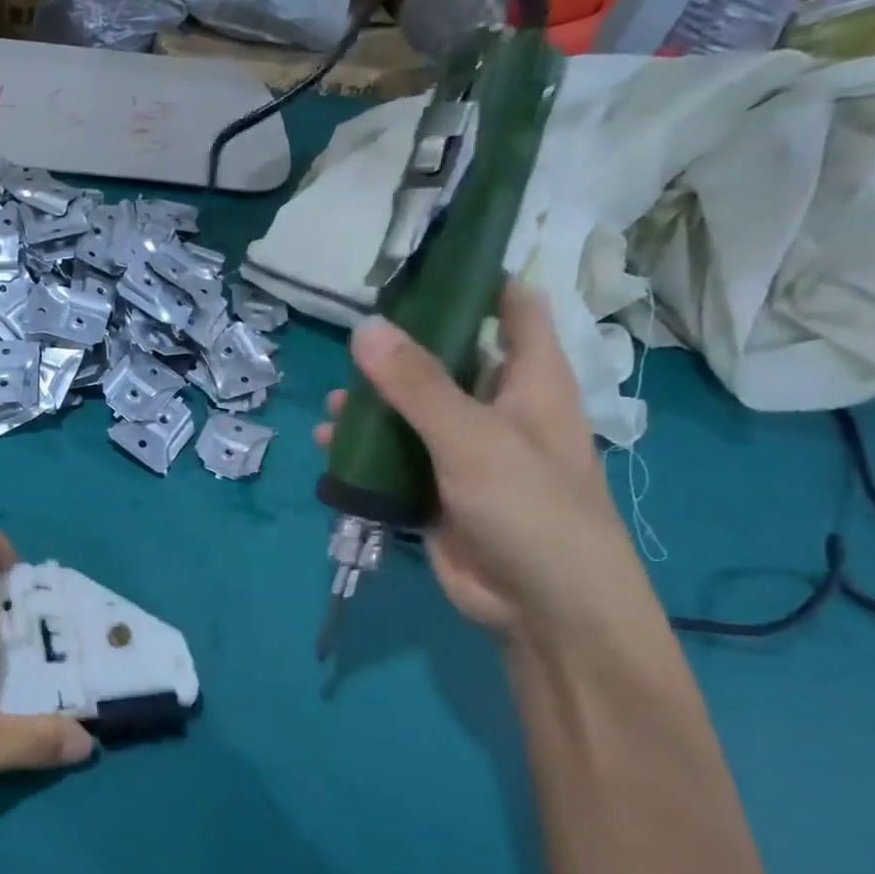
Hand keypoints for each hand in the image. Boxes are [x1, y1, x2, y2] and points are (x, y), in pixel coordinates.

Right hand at [316, 283, 652, 641]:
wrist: (543, 609)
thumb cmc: (531, 510)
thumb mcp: (473, 439)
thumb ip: (418, 385)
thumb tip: (364, 327)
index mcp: (530, 381)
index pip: (512, 308)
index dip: (474, 279)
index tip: (419, 264)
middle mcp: (497, 409)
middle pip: (447, 359)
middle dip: (399, 349)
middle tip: (349, 340)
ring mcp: (464, 452)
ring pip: (411, 413)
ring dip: (373, 407)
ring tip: (334, 405)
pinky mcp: (435, 491)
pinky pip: (393, 459)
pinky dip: (363, 453)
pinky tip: (331, 450)